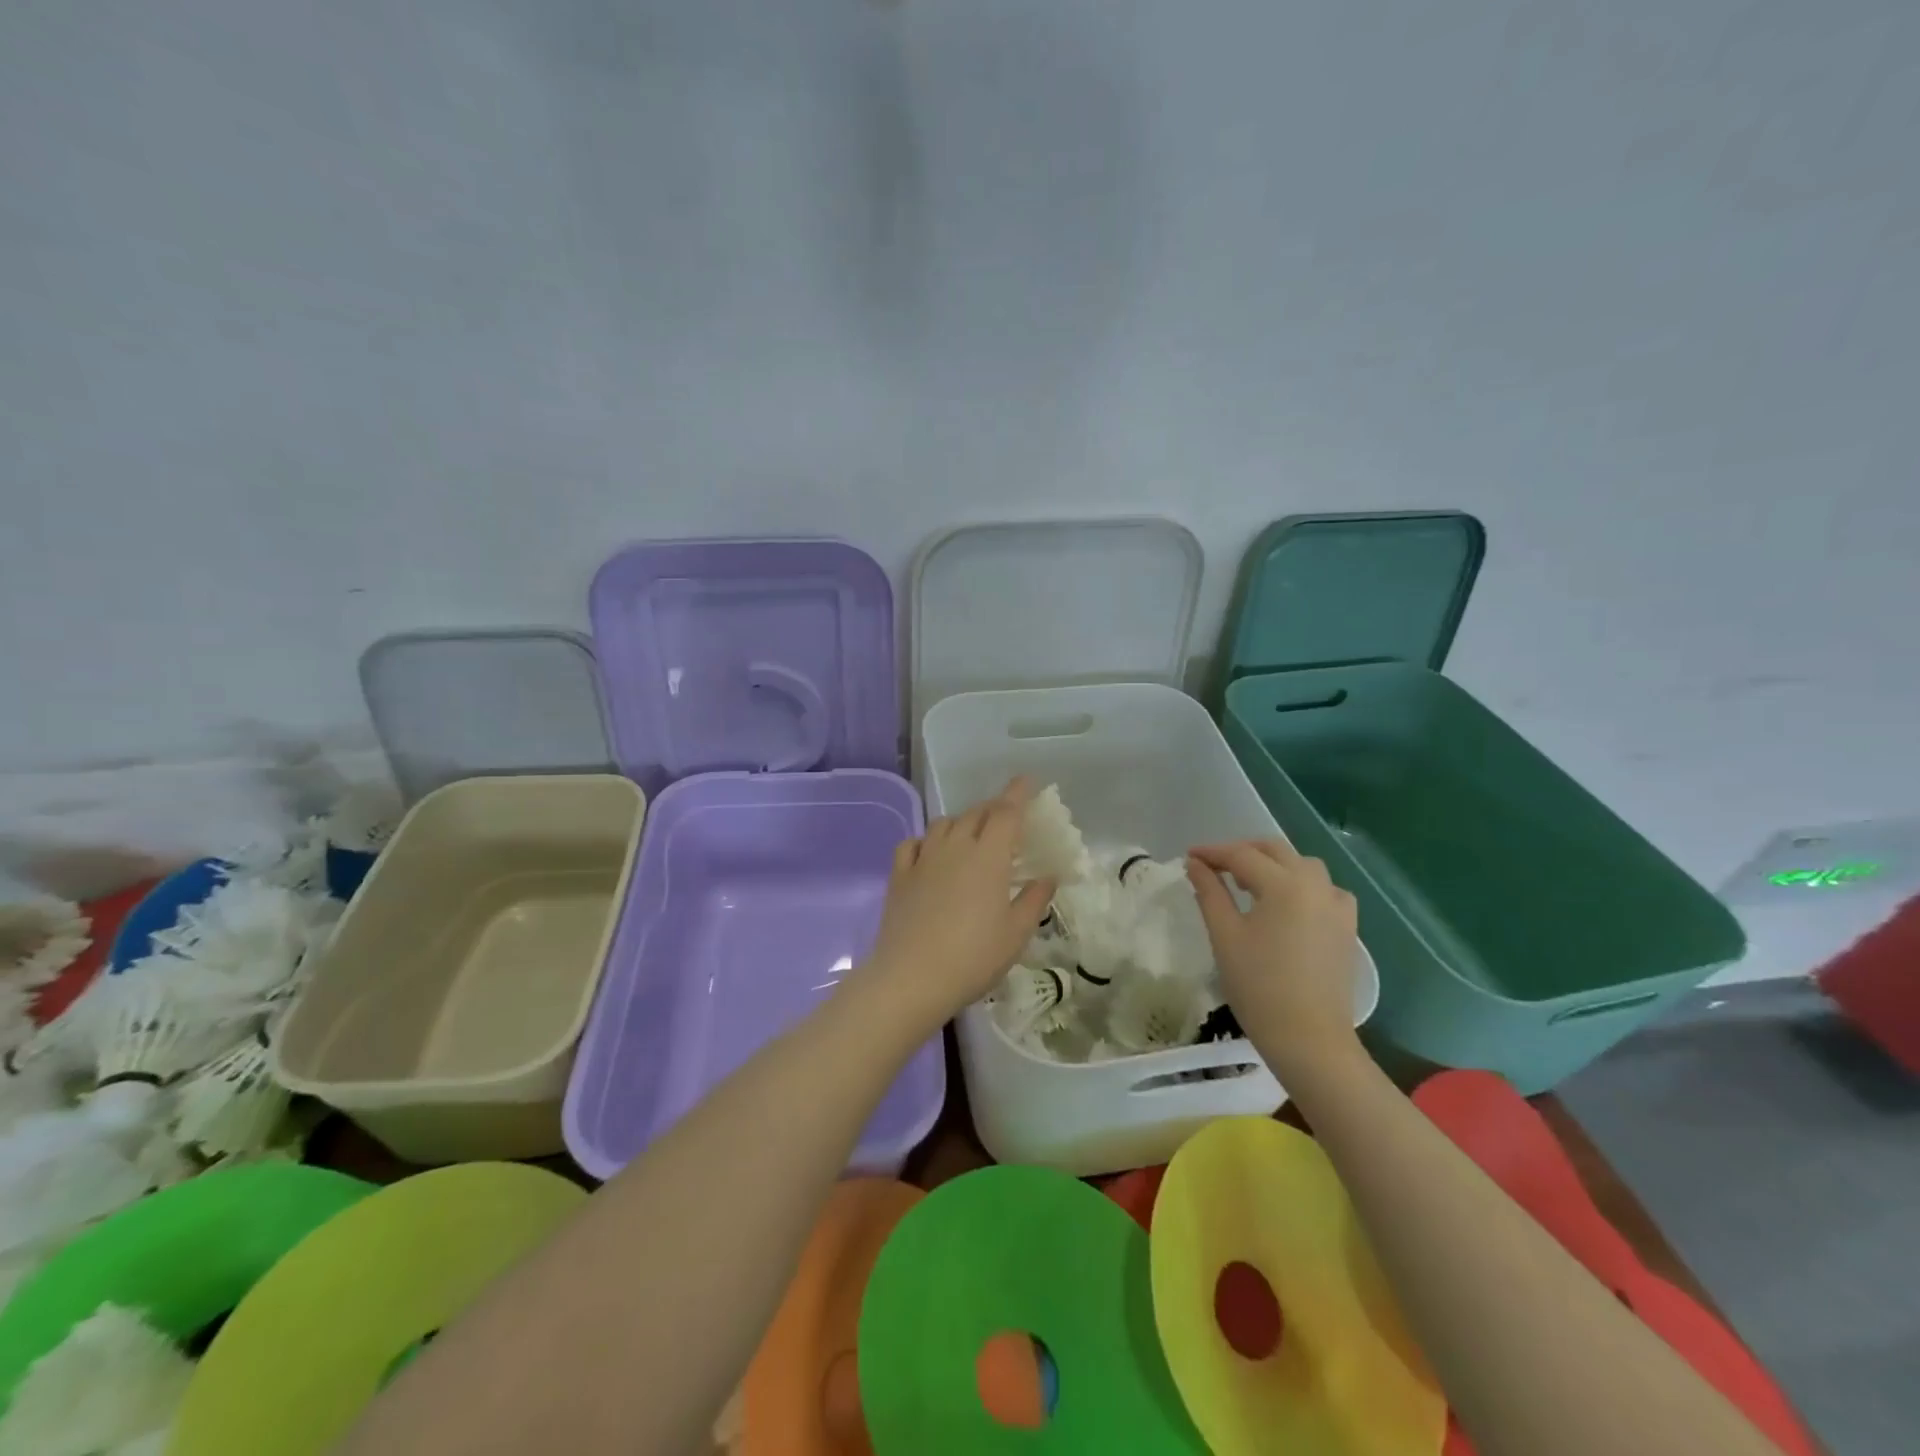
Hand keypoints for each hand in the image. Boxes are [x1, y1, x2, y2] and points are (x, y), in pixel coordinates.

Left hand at [855, 777, 1055, 1034]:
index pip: (1006, 812)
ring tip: (971, 835)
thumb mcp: (1016, 933)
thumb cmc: (974, 957)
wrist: (912, 977)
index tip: (1027, 781)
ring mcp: (923, 858)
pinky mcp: (899, 875)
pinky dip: (925, 841)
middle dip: (994, 808)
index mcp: (989, 856)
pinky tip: (930, 853)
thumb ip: (1034, 899)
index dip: (1018, 793)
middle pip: (976, 813)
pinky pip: (912, 844)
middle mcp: (955, 846)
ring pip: (944, 824)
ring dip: (962, 822)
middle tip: (1006, 818)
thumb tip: (1049, 876)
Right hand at [1187, 839, 1362, 1076]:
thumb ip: (1209, 891)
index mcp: (1284, 884)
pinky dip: (1301, 885)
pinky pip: (1324, 890)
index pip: (1242, 855)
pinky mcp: (1347, 927)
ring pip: (1302, 866)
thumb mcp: (1225, 935)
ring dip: (1273, 865)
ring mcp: (1337, 906)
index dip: (1212, 853)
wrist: (1309, 1039)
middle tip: (1214, 867)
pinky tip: (1286, 905)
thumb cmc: (1258, 986)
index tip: (1189, 857)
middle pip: (1275, 851)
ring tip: (1248, 884)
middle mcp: (1316, 885)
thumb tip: (1196, 864)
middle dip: (1243, 852)